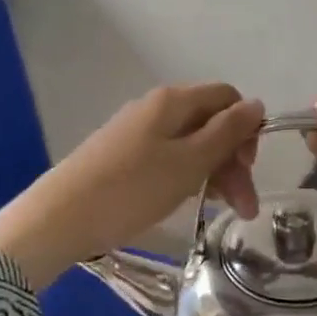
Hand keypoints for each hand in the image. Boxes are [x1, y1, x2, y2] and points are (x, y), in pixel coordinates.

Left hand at [0, 84, 263, 287]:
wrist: (60, 217)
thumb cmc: (132, 188)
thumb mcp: (189, 162)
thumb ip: (227, 132)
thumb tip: (256, 104)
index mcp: (174, 101)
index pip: (227, 98)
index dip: (246, 128)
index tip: (248, 167)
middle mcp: (155, 108)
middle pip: (210, 123)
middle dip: (233, 161)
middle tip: (245, 208)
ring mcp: (137, 132)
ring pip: (191, 144)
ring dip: (214, 174)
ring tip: (224, 212)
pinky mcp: (123, 156)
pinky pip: (168, 158)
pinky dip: (187, 178)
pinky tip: (191, 202)